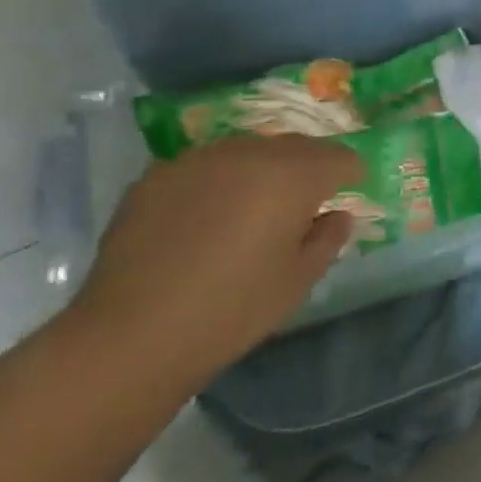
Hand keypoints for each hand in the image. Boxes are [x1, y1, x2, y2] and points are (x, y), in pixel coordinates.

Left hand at [65, 133, 362, 393]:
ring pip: (248, 150)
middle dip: (308, 168)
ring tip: (254, 207)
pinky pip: (205, 167)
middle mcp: (249, 153)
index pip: (338, 157)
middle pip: (295, 146)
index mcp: (292, 176)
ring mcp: (198, 160)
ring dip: (262, 170)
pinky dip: (218, 182)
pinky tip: (206, 218)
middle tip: (306, 202)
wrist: (130, 335)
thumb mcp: (297, 282)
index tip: (349, 193)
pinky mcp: (157, 175)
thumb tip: (338, 215)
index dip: (350, 174)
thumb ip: (327, 239)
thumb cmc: (231, 311)